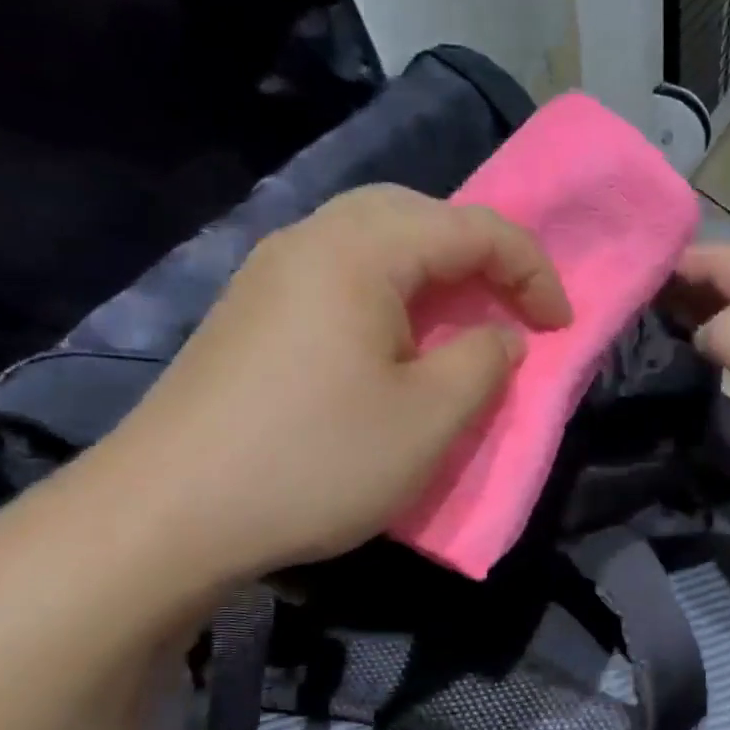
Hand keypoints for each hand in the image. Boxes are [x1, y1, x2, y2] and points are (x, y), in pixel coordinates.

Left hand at [89, 185, 570, 587]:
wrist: (168, 514)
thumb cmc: (316, 460)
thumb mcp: (430, 419)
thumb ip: (484, 363)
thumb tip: (499, 337)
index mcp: (361, 250)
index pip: (473, 227)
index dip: (533, 270)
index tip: (562, 326)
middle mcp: (312, 239)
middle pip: (418, 214)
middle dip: (480, 255)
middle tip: (511, 307)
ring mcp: (271, 273)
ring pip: (374, 241)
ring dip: (433, 273)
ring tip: (462, 321)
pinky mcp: (251, 312)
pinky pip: (340, 275)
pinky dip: (389, 294)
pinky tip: (394, 344)